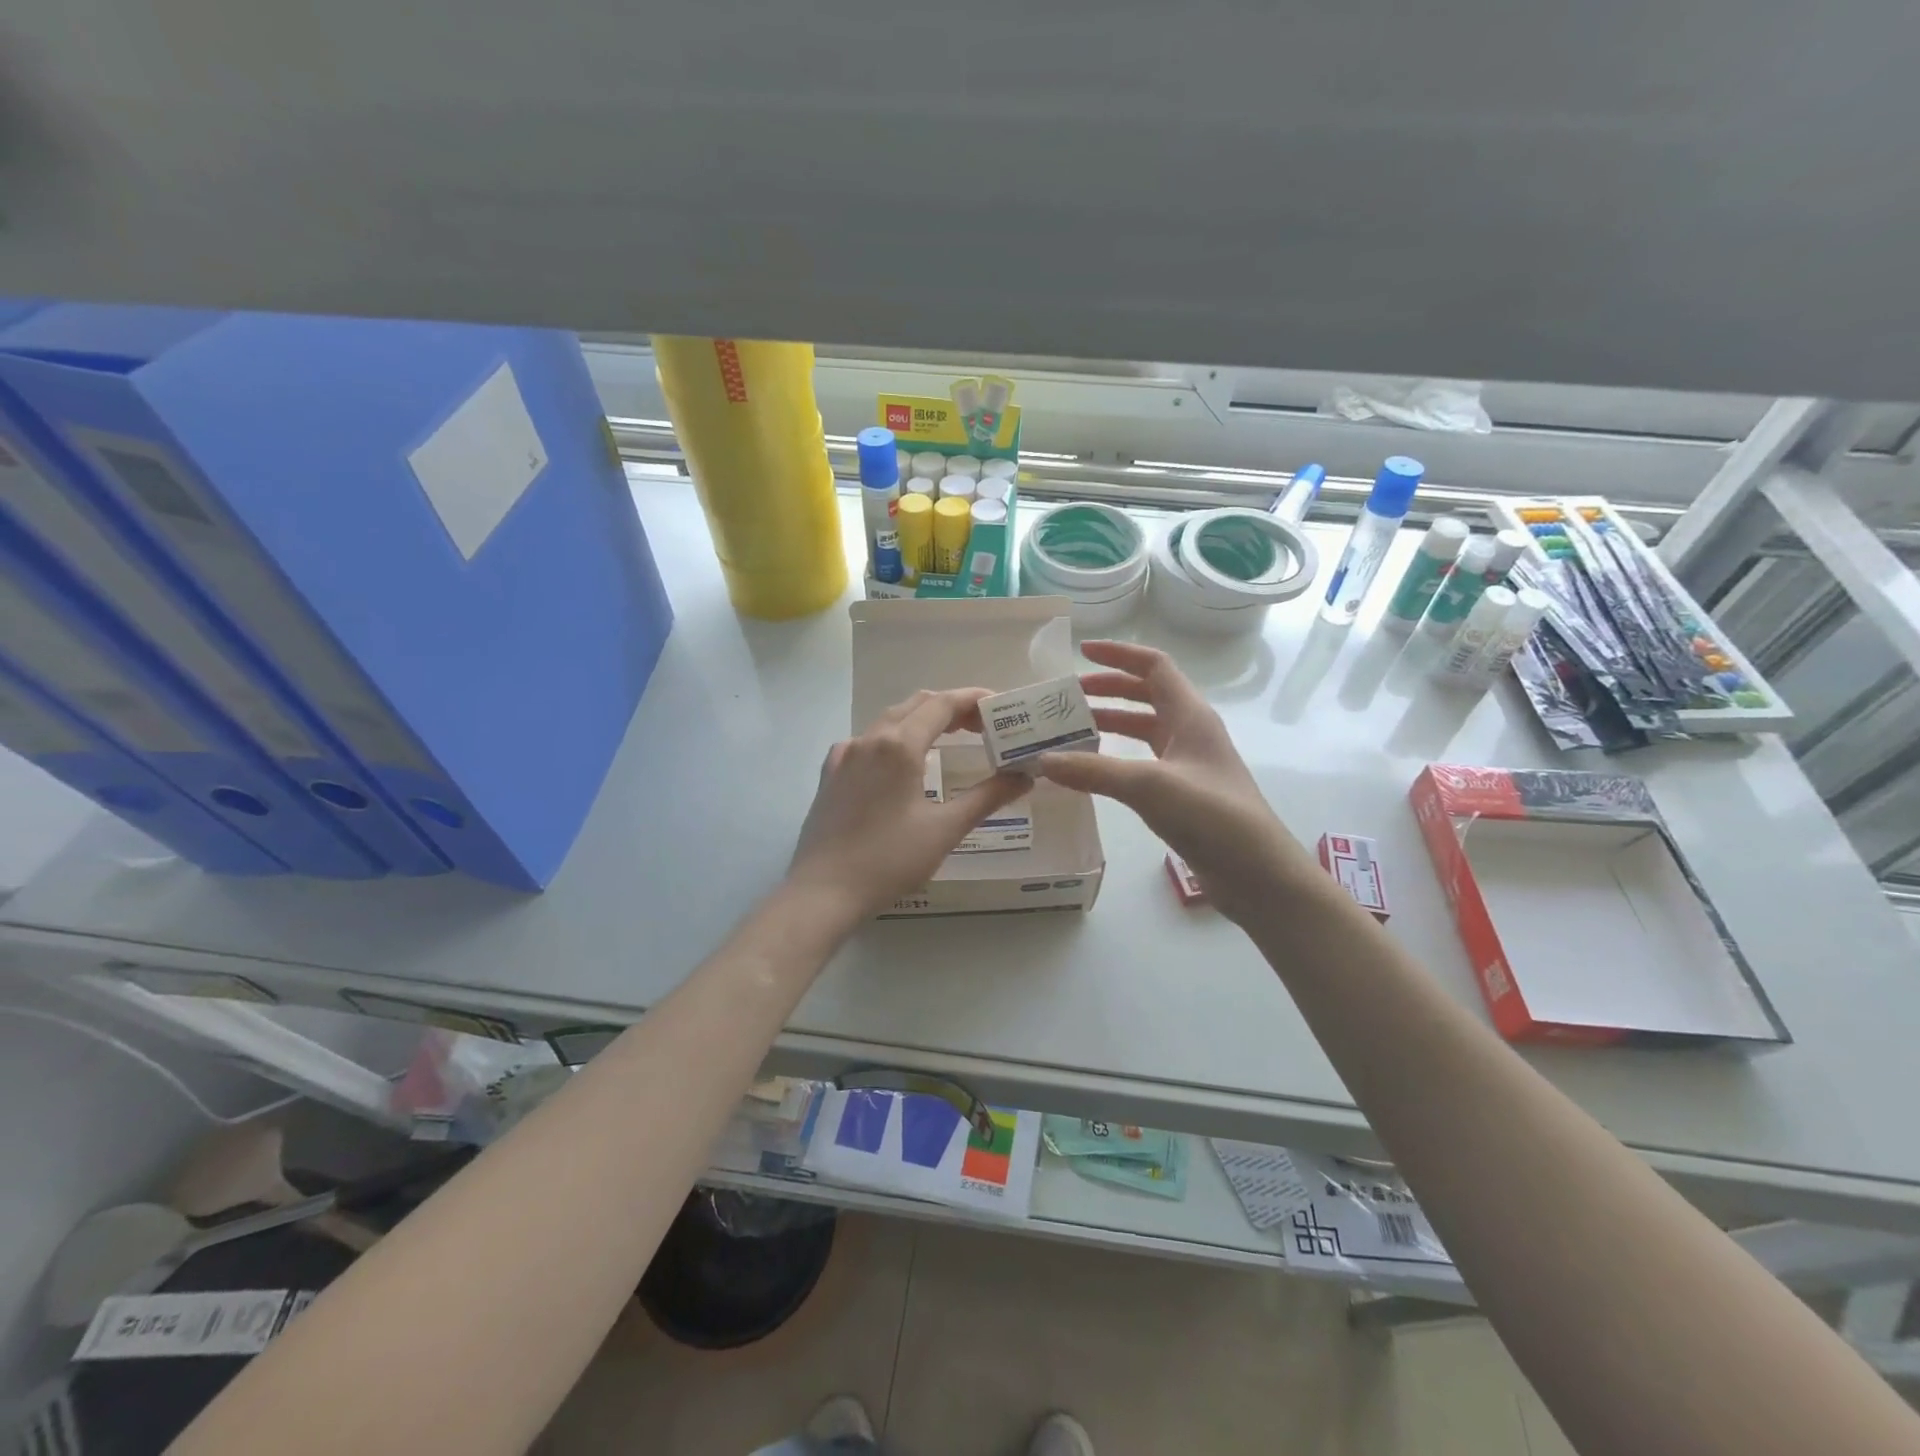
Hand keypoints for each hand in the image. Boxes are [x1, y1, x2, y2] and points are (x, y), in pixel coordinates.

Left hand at [788, 688, 1027, 924]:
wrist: (823, 892)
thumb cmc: (889, 860)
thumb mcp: (945, 829)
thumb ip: (987, 797)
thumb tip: (1023, 777)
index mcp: (899, 745)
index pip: (942, 704)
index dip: (974, 699)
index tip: (1000, 706)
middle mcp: (869, 739)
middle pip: (916, 705)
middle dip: (951, 708)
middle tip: (983, 726)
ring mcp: (844, 755)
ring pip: (889, 721)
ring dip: (922, 721)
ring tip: (950, 739)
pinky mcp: (830, 774)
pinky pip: (867, 742)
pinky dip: (894, 740)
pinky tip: (901, 763)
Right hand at [1032, 640, 1310, 924]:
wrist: (1257, 873)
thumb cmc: (1211, 815)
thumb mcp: (1149, 786)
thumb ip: (1094, 771)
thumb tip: (1043, 760)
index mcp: (1190, 715)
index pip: (1153, 666)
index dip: (1118, 654)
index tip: (1081, 652)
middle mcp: (1190, 732)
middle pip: (1146, 695)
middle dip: (1107, 690)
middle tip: (1068, 697)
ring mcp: (1188, 763)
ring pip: (1143, 730)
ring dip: (1109, 724)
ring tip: (1070, 731)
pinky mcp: (1182, 792)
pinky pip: (1142, 761)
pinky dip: (1115, 758)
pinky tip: (1092, 771)